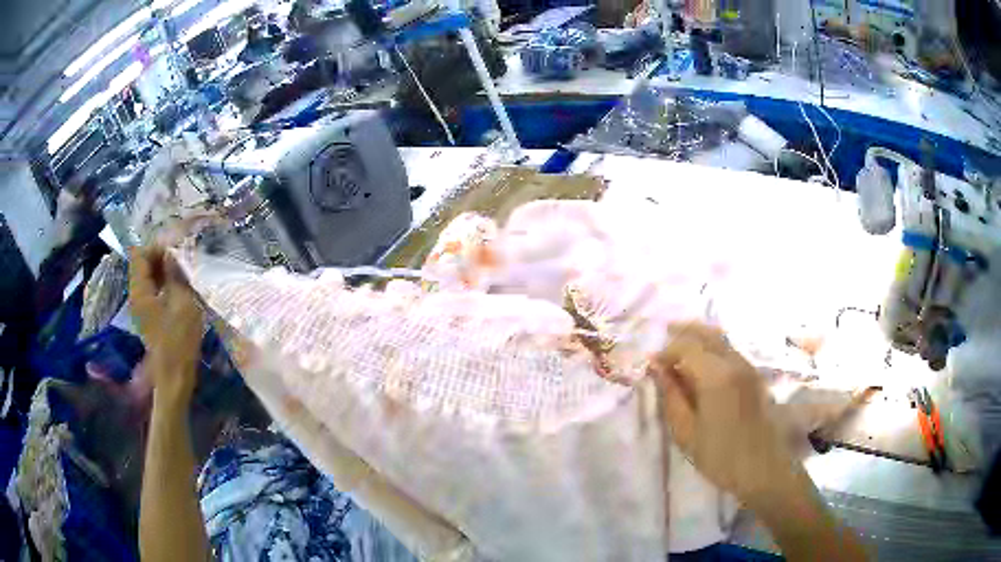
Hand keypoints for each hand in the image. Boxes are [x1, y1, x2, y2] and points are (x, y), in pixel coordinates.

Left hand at [129, 246, 203, 407]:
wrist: (176, 377)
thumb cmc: (179, 340)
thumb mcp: (182, 302)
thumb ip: (176, 274)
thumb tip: (174, 251)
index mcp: (140, 291)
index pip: (140, 254)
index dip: (157, 246)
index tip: (178, 248)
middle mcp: (136, 296)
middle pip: (143, 264)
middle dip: (161, 256)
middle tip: (183, 257)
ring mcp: (142, 307)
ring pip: (149, 277)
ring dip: (164, 270)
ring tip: (184, 270)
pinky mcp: (150, 317)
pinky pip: (153, 290)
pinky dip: (164, 283)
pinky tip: (180, 288)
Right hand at [651, 322, 796, 508]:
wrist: (762, 469)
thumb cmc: (720, 456)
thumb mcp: (686, 432)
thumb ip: (671, 397)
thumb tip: (658, 370)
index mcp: (716, 376)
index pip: (686, 347)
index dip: (665, 352)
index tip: (651, 365)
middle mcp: (734, 362)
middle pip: (706, 334)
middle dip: (683, 332)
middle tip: (663, 337)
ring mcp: (748, 367)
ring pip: (721, 339)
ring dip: (699, 338)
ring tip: (680, 349)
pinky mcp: (755, 375)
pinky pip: (730, 350)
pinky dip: (712, 348)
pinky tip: (702, 363)